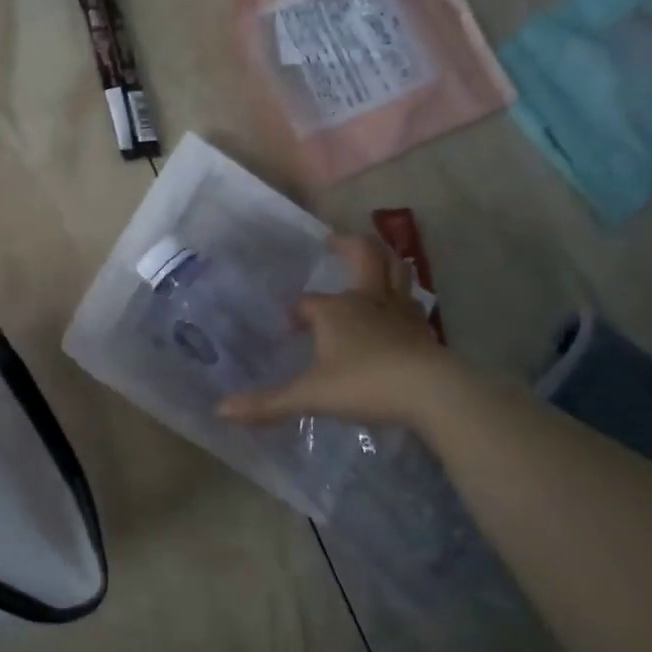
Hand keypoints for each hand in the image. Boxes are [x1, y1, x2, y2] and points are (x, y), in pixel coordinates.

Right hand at [218, 236, 447, 428]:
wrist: (431, 393)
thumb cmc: (364, 384)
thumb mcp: (310, 396)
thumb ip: (267, 403)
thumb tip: (221, 410)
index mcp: (336, 310)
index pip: (307, 303)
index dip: (295, 313)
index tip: (287, 331)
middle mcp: (368, 300)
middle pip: (364, 257)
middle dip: (349, 245)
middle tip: (334, 240)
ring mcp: (400, 312)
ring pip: (395, 272)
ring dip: (383, 261)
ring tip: (373, 260)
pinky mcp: (422, 330)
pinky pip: (411, 302)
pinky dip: (402, 297)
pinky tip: (398, 309)